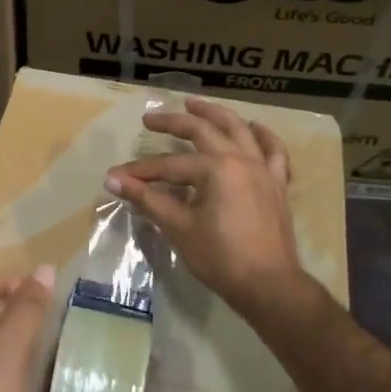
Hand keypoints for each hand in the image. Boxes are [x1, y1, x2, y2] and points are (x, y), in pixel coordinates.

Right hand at [104, 98, 308, 321]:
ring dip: (215, 115)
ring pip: (239, 130)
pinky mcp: (277, 185)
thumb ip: (147, 199)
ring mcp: (263, 170)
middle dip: (173, 123)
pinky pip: (274, 152)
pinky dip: (264, 137)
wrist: (269, 287)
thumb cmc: (221, 258)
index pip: (169, 166)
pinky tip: (254, 127)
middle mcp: (241, 159)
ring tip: (195, 105)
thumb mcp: (178, 227)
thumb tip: (113, 180)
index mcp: (216, 168)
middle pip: (203, 132)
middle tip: (150, 119)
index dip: (141, 172)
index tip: (118, 177)